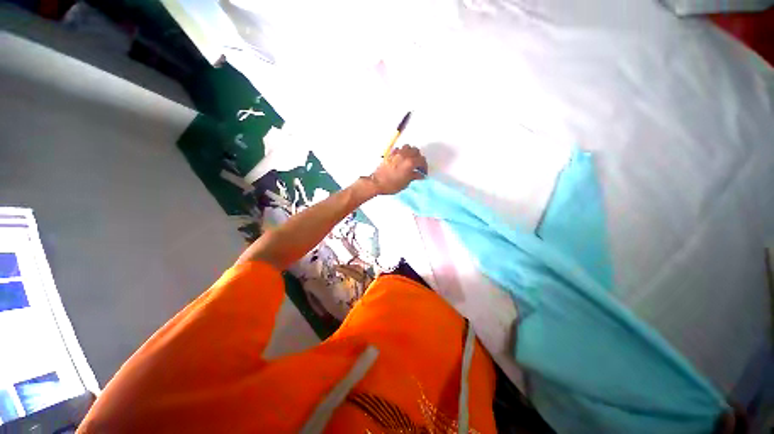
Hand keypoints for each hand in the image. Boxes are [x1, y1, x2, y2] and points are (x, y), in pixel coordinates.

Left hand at [369, 144, 427, 194]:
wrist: (377, 183)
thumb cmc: (392, 185)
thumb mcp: (406, 183)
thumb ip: (414, 176)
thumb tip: (420, 175)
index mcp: (410, 163)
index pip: (422, 160)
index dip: (424, 167)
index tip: (423, 172)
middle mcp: (404, 155)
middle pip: (416, 151)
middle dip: (419, 158)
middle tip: (418, 166)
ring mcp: (396, 153)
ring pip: (408, 147)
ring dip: (411, 152)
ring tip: (410, 160)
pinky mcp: (390, 154)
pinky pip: (399, 149)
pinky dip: (403, 152)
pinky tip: (401, 159)